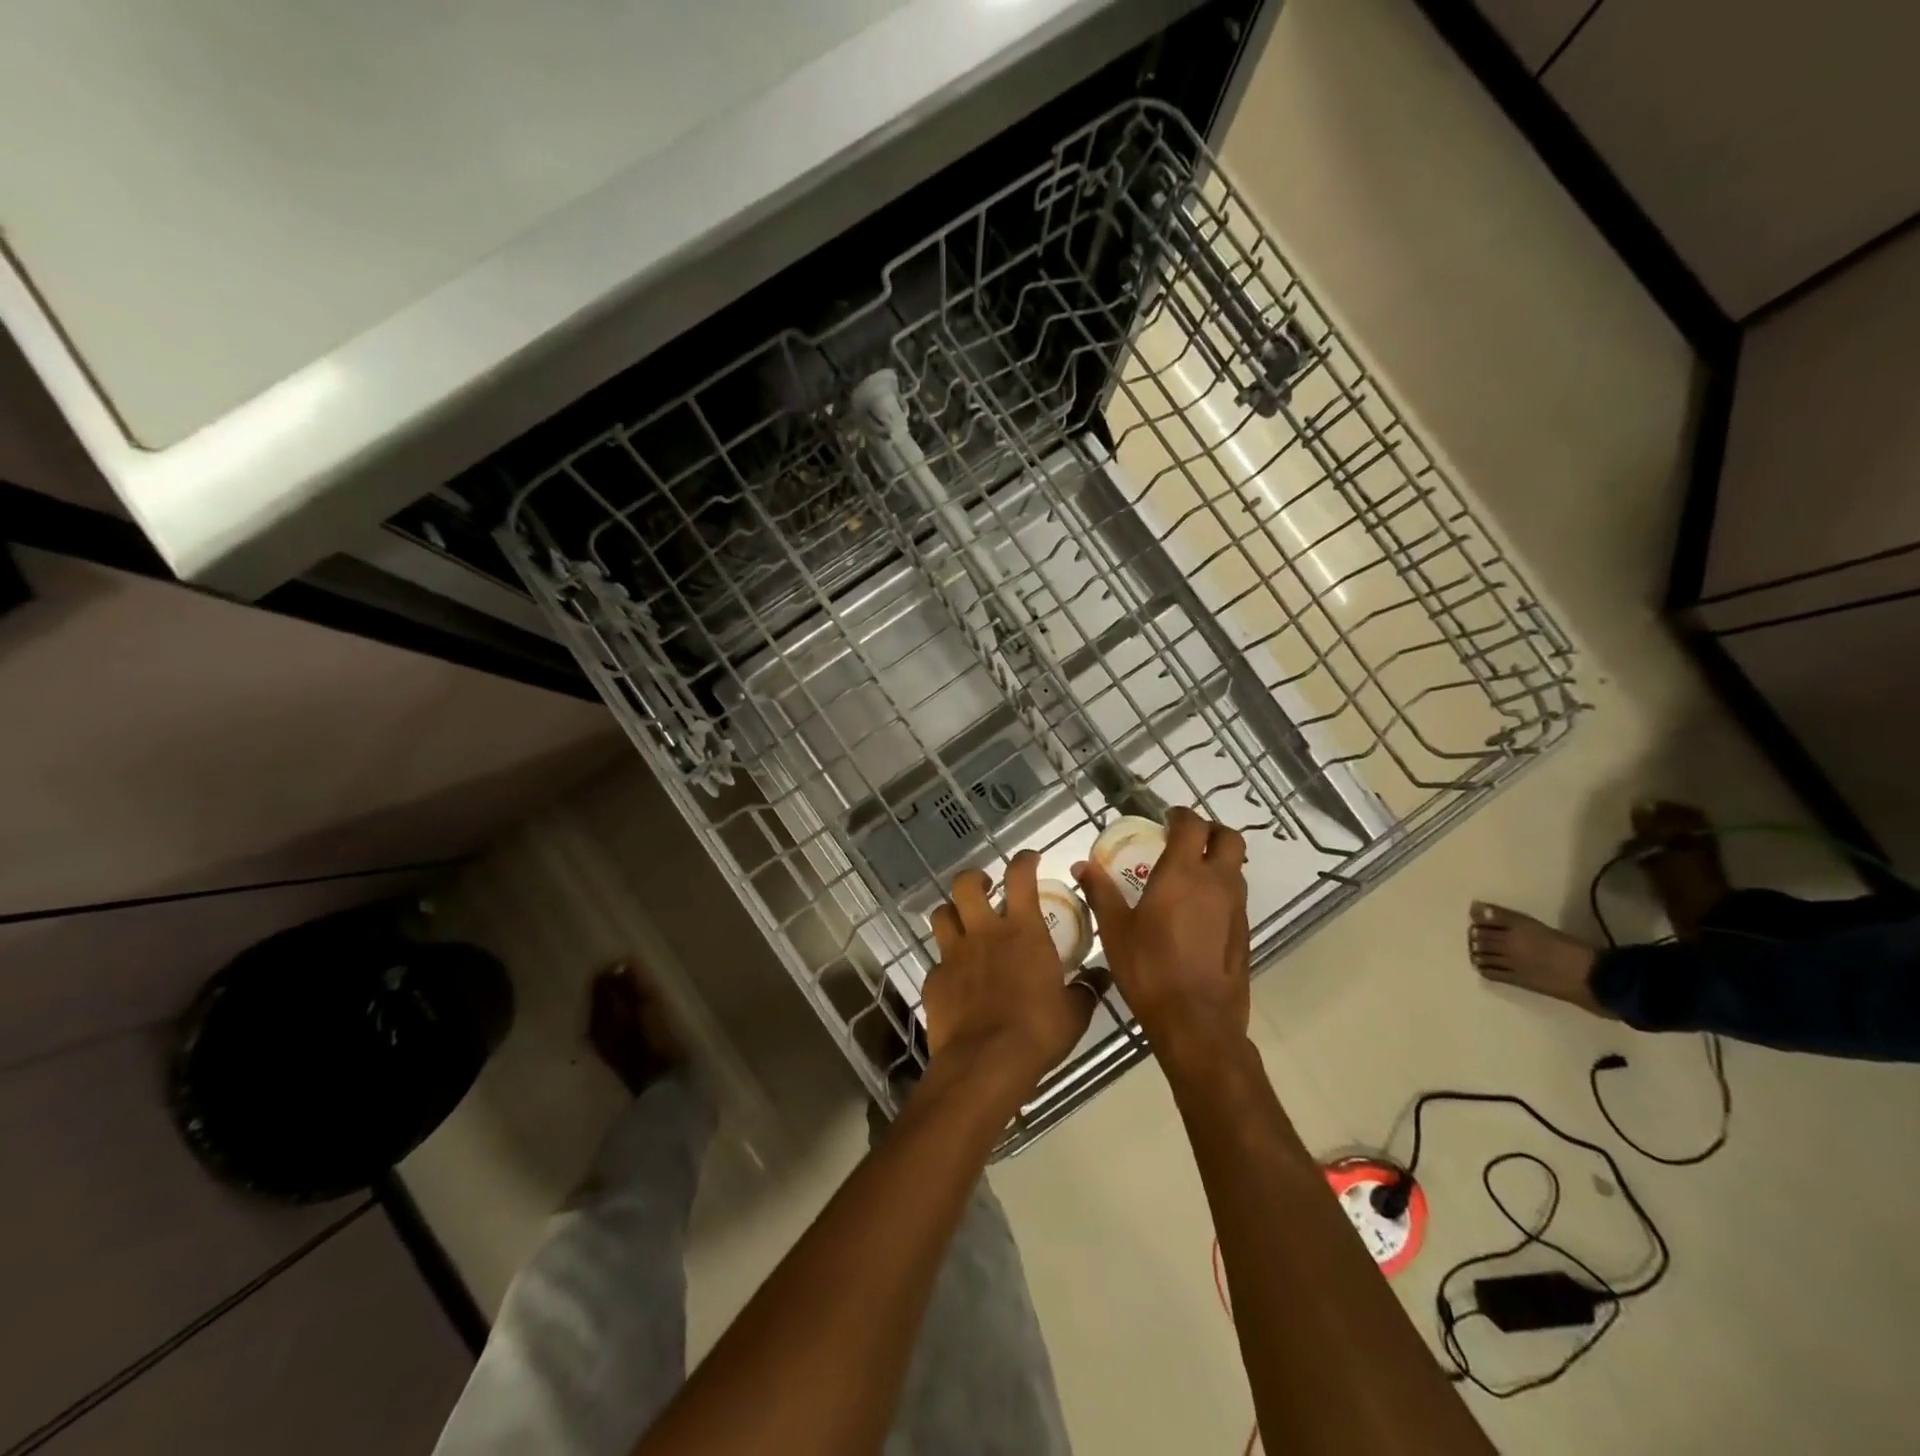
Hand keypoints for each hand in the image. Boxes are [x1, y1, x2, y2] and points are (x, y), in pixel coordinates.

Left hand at [923, 851, 1096, 1104]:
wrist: (985, 1063)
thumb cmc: (1038, 1032)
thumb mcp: (1074, 1012)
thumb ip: (1086, 989)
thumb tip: (1101, 978)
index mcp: (1022, 931)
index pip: (1020, 876)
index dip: (1024, 860)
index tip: (1030, 858)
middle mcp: (984, 933)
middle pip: (966, 884)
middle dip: (974, 878)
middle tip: (986, 888)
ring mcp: (953, 954)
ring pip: (941, 914)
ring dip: (952, 912)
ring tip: (963, 923)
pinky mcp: (934, 980)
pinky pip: (937, 961)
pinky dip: (946, 963)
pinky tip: (957, 979)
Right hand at [1074, 807, 1249, 1068]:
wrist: (1196, 1021)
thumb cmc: (1150, 968)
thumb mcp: (1115, 929)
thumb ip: (1101, 892)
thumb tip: (1083, 865)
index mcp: (1184, 873)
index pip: (1192, 825)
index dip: (1180, 816)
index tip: (1165, 819)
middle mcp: (1217, 882)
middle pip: (1228, 838)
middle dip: (1209, 831)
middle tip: (1183, 840)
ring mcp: (1236, 908)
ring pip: (1235, 867)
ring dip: (1216, 860)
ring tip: (1186, 876)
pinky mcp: (1244, 932)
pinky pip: (1235, 896)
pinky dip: (1219, 889)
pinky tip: (1195, 912)